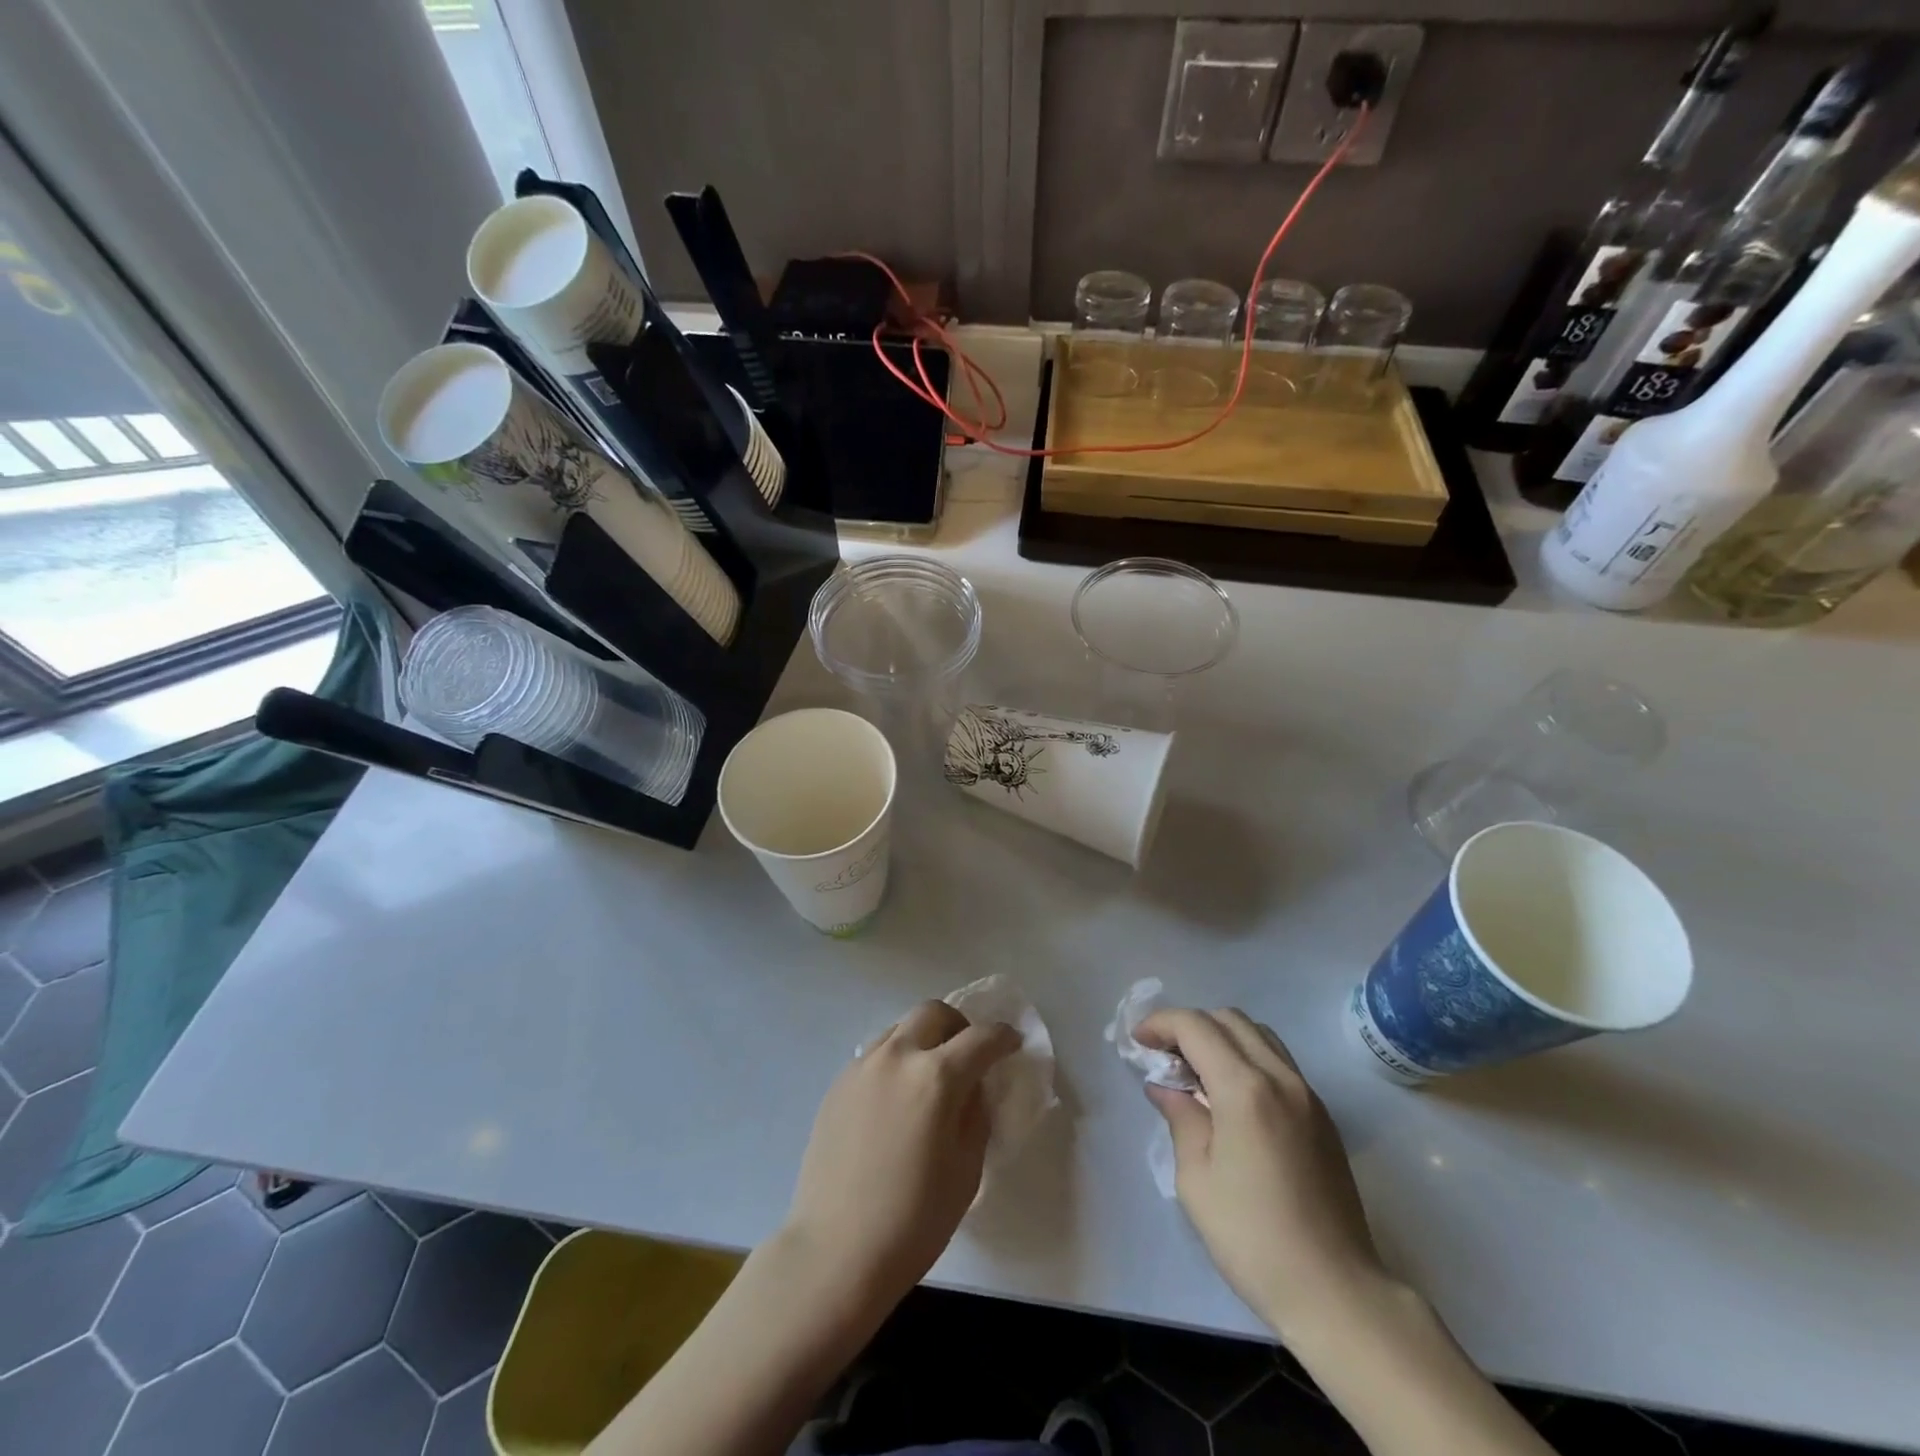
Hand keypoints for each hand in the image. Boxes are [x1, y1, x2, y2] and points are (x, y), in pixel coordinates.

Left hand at [783, 1001, 1019, 1305]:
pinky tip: (897, 1099)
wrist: (835, 1252)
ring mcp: (862, 1066)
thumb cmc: (913, 1221)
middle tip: (969, 1054)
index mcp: (936, 1077)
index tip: (1012, 1043)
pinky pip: (876, 1053)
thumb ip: (976, 1114)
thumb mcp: (966, 1169)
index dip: (1003, 1037)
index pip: (981, 1038)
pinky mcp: (838, 1083)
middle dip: (960, 1025)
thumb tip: (974, 1087)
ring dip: (924, 1039)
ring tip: (930, 1077)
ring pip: (901, 1027)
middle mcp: (897, 1056)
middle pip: (934, 1013)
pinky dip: (897, 1059)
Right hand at [1138, 1007, 1384, 1341]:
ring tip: (1196, 1072)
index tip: (1137, 1041)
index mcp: (1244, 1089)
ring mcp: (1307, 1094)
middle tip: (1164, 1056)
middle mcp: (1280, 1077)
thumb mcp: (1196, 1179)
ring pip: (1258, 1034)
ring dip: (1221, 1037)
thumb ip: (1180, 1118)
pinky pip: (1278, 1061)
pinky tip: (1230, 1096)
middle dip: (1189, 1026)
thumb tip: (1166, 1086)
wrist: (1335, 1291)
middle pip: (1229, 1019)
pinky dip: (1247, 1057)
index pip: (1195, 1027)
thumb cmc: (1253, 1238)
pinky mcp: (1322, 1115)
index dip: (1160, 1024)